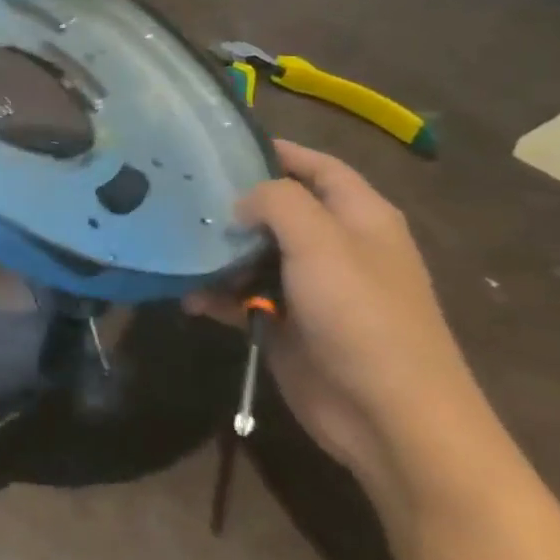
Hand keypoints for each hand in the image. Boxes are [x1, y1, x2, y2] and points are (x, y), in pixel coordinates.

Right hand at [187, 140, 485, 500]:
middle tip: (178, 194)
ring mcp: (309, 288)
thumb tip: (240, 202)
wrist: (387, 414)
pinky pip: (240, 297)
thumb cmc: (361, 315)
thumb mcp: (322, 242)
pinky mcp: (284, 323)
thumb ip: (278, 202)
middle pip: (276, 209)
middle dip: (231, 203)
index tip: (218, 145)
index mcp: (359, 217)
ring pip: (251, 254)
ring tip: (172, 245)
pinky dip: (215, 295)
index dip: (276, 151)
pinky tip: (187, 297)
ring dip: (215, 253)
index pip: (317, 166)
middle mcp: (334, 246)